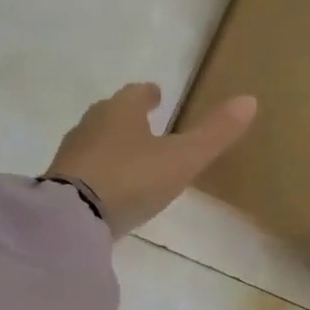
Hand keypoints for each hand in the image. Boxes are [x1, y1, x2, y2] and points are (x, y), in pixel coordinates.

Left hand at [46, 82, 257, 236]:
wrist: (73, 216)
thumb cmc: (132, 178)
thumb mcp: (182, 159)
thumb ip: (214, 133)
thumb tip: (250, 99)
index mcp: (121, 111)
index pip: (136, 93)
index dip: (148, 95)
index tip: (157, 95)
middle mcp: (91, 124)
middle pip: (111, 113)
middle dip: (127, 117)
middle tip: (143, 125)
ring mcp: (72, 154)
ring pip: (94, 140)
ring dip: (110, 145)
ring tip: (128, 158)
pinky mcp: (59, 184)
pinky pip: (83, 170)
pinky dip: (97, 172)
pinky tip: (106, 188)